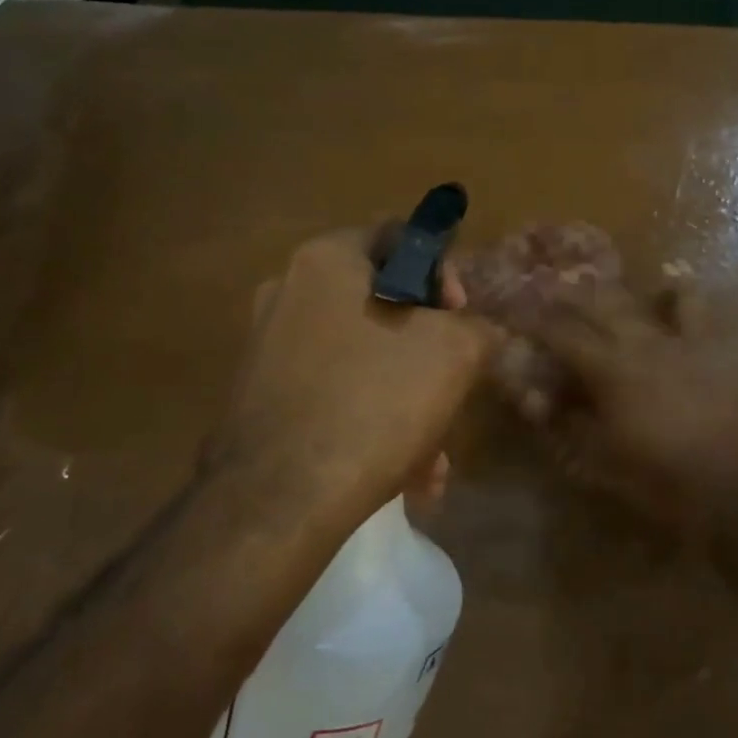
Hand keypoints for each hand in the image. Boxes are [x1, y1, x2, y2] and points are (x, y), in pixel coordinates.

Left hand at [217, 228, 498, 532]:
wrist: (280, 500)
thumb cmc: (376, 400)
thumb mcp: (456, 352)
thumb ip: (476, 327)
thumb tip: (471, 331)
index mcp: (328, 260)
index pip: (399, 237)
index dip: (443, 273)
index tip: (460, 319)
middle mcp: (288, 292)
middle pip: (383, 305)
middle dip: (428, 350)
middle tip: (453, 387)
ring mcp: (268, 347)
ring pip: (363, 359)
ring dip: (407, 398)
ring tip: (434, 456)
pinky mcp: (261, 399)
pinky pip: (334, 394)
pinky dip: (371, 421)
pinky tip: (403, 475)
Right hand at [503, 280, 737, 529]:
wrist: (733, 482)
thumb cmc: (659, 476)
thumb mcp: (599, 458)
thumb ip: (567, 424)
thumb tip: (542, 403)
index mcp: (607, 367)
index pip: (561, 334)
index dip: (535, 323)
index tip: (517, 315)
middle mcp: (638, 341)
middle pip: (595, 306)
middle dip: (566, 297)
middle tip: (548, 292)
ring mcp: (676, 340)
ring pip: (638, 301)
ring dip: (612, 293)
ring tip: (596, 287)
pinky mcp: (708, 347)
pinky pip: (693, 308)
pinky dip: (678, 291)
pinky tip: (671, 281)